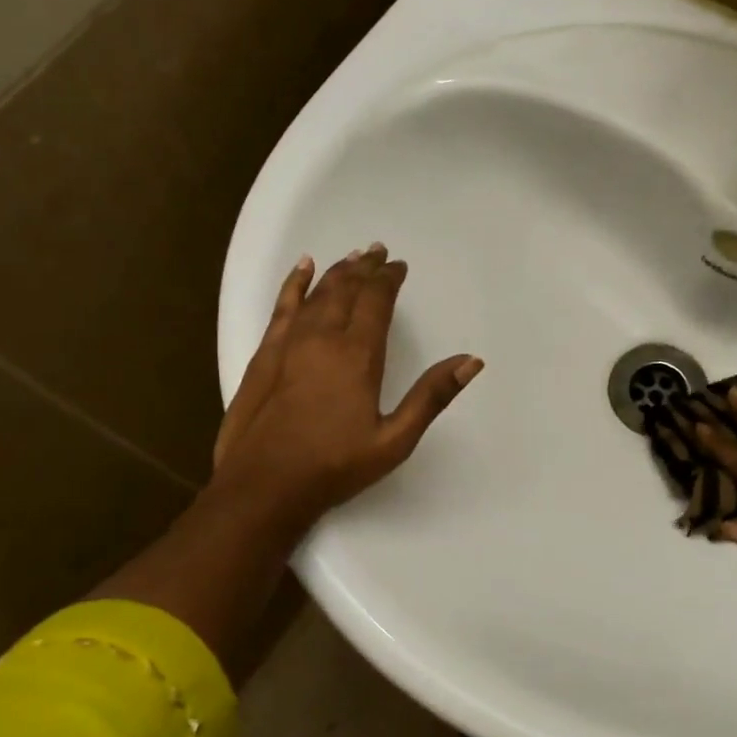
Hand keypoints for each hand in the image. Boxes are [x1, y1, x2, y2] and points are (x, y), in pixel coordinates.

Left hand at [212, 245, 482, 529]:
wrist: (264, 485)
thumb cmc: (335, 466)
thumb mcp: (395, 439)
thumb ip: (432, 396)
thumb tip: (472, 361)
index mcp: (358, 354)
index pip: (377, 300)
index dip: (389, 279)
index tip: (399, 266)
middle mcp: (323, 338)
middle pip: (346, 289)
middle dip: (365, 268)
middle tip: (378, 251)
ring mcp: (289, 343)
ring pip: (316, 293)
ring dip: (336, 272)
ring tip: (351, 256)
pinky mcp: (265, 354)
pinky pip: (282, 306)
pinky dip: (294, 284)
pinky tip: (303, 269)